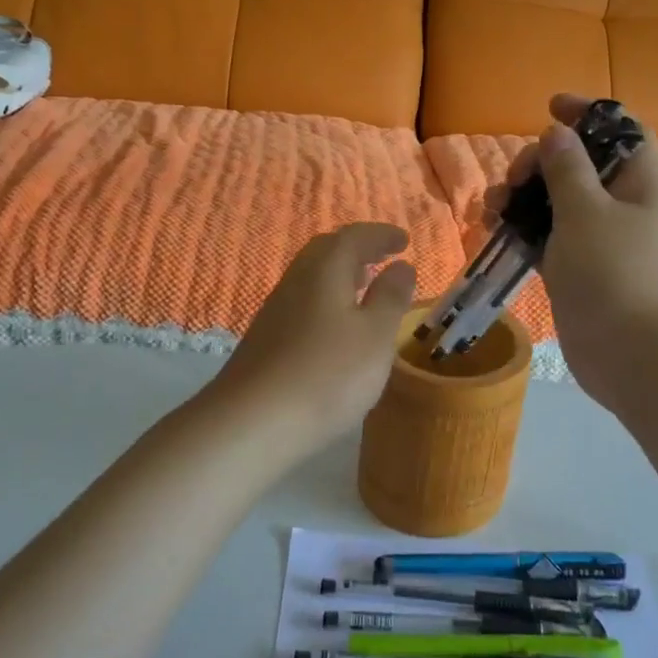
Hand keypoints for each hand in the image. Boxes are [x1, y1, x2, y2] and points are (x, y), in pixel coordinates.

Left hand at [211, 222, 417, 457]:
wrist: (252, 422)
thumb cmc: (328, 374)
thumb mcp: (375, 336)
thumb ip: (391, 298)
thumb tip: (401, 266)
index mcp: (324, 271)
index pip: (354, 237)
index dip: (381, 235)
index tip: (404, 241)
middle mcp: (295, 282)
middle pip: (325, 252)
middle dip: (357, 250)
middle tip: (382, 258)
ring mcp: (274, 312)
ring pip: (311, 279)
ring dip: (339, 276)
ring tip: (363, 289)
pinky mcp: (264, 341)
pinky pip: (301, 304)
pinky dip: (325, 302)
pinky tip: (335, 328)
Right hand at [490, 95, 657, 409]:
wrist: (631, 354)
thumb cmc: (614, 273)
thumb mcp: (587, 211)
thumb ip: (567, 169)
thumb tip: (558, 132)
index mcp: (640, 183)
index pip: (620, 130)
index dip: (589, 112)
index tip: (550, 106)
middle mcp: (622, 207)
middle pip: (580, 166)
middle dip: (541, 162)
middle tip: (514, 178)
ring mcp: (599, 241)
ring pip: (557, 203)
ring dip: (523, 197)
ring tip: (491, 208)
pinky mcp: (578, 270)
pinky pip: (547, 237)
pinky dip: (522, 229)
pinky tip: (492, 229)